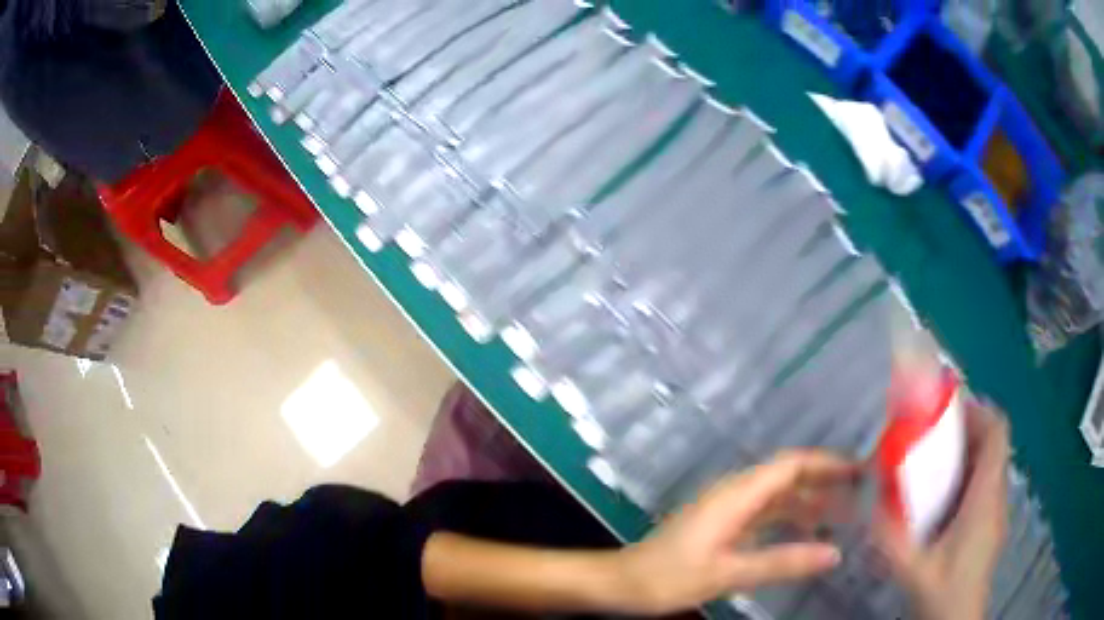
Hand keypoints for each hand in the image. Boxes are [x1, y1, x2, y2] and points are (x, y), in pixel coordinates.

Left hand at [616, 450, 859, 614]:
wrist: (623, 582)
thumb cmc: (670, 576)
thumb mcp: (728, 573)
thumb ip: (782, 562)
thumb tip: (834, 553)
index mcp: (736, 495)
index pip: (790, 465)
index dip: (826, 462)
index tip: (859, 469)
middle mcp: (735, 494)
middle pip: (787, 477)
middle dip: (824, 480)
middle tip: (860, 493)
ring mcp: (727, 510)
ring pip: (777, 497)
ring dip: (809, 501)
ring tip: (843, 514)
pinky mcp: (722, 526)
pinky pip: (765, 515)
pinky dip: (789, 520)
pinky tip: (806, 534)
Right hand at [874, 402, 1009, 619]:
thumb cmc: (944, 594)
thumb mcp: (912, 570)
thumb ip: (890, 538)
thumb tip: (868, 506)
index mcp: (985, 498)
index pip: (997, 433)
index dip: (978, 411)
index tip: (948, 412)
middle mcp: (996, 497)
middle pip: (993, 445)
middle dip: (966, 432)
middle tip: (933, 439)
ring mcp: (995, 512)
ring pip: (989, 465)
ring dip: (966, 456)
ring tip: (933, 467)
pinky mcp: (989, 526)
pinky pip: (984, 487)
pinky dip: (966, 480)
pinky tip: (941, 503)